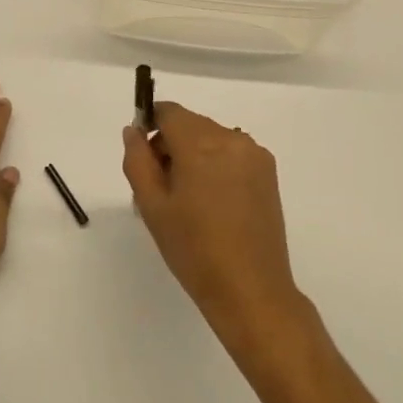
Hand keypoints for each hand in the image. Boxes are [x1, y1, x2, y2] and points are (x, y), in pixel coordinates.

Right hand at [121, 102, 304, 343]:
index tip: (143, 157)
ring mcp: (254, 155)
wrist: (251, 291)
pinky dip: (216, 165)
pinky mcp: (268, 173)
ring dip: (194, 155)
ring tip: (188, 201)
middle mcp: (231, 139)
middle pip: (190, 124)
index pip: (169, 112)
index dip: (150, 126)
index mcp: (201, 143)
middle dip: (171, 145)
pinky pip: (232, 153)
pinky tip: (213, 204)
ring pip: (211, 138)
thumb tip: (134, 131)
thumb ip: (137, 160)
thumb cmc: (194, 250)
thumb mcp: (152, 206)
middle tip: (160, 188)